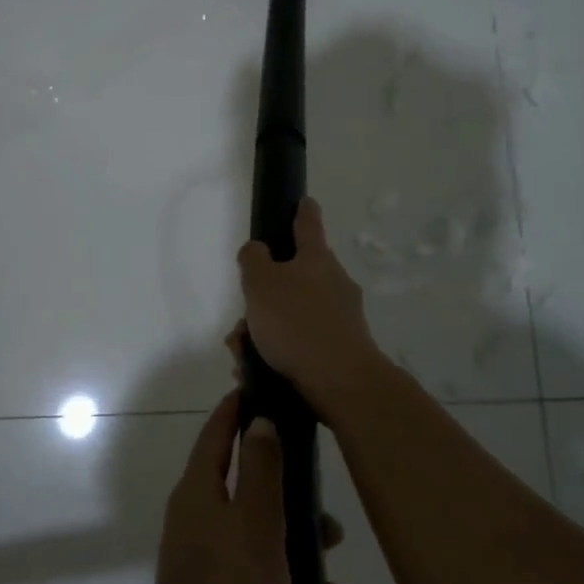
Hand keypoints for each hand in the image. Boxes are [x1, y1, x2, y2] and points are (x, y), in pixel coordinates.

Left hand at [143, 392, 364, 583]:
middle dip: (300, 513)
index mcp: (199, 495)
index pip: (217, 433)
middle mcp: (199, 524)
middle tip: (334, 532)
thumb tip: (258, 420)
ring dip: (311, 575)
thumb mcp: (257, 527)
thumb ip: (261, 471)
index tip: (265, 390)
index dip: (238, 409)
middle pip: (253, 495)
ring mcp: (208, 569)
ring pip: (269, 550)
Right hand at [236, 198, 384, 412]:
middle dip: (262, 299)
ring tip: (242, 355)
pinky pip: (301, 344)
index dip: (303, 211)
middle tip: (241, 322)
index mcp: (316, 259)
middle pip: (293, 279)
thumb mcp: (260, 282)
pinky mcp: (341, 350)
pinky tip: (257, 372)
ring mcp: (341, 318)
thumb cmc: (296, 322)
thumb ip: (253, 259)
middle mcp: (334, 283)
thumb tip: (258, 250)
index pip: (308, 225)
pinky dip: (278, 354)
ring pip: (292, 316)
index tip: (304, 201)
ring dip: (264, 332)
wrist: (340, 382)